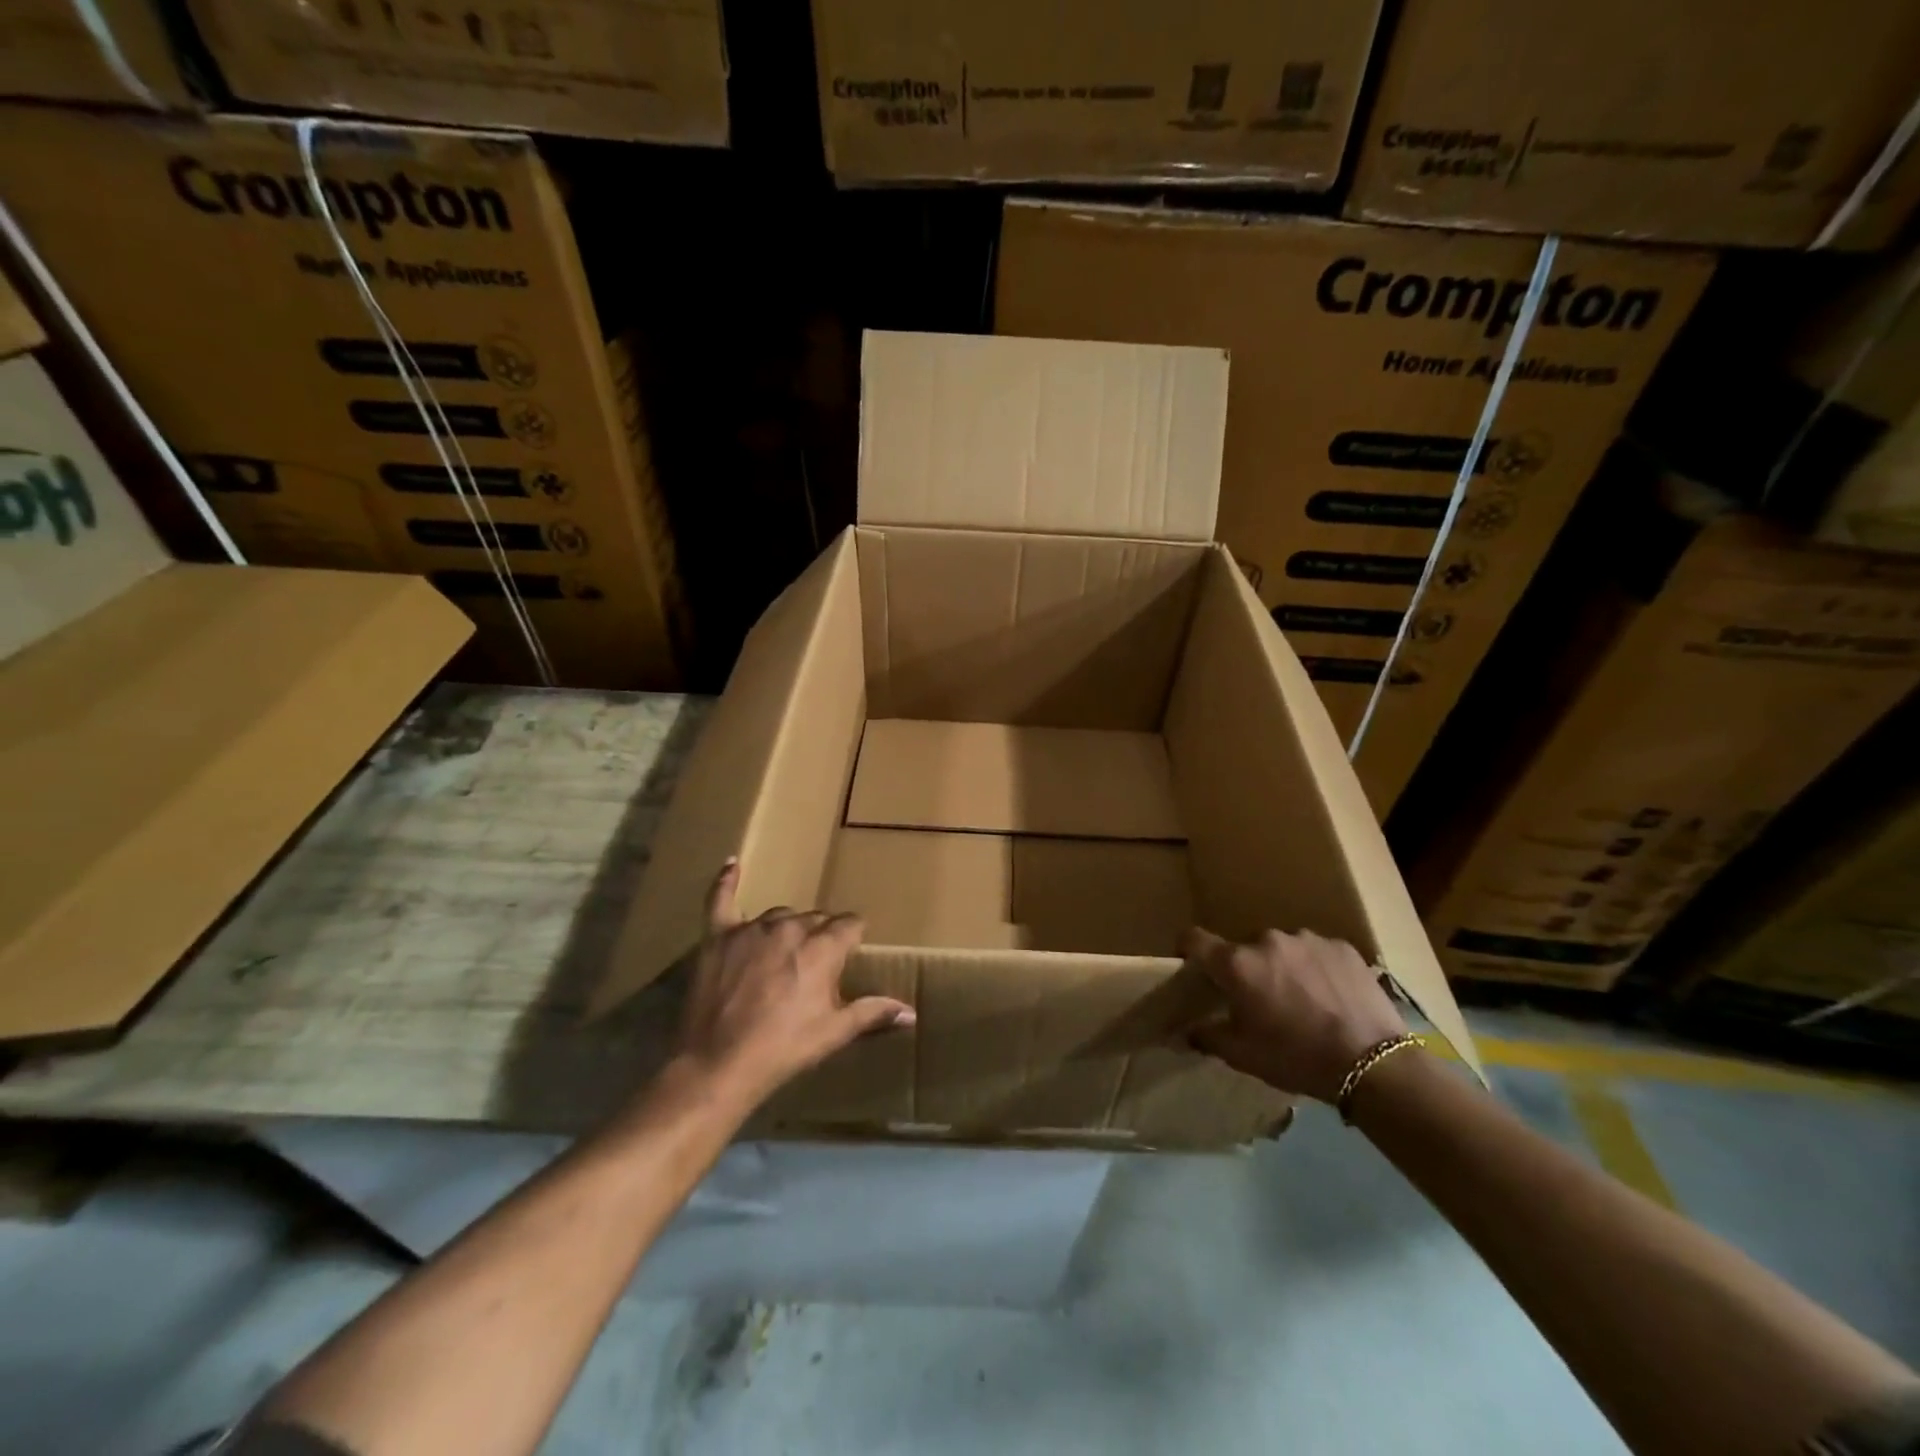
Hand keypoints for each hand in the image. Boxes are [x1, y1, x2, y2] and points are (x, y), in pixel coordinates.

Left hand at [671, 859, 915, 1107]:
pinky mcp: (719, 935)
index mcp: (823, 948)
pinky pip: (721, 899)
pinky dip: (727, 882)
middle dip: (820, 937)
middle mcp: (791, 927)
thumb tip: (912, 1012)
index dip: (852, 938)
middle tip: (814, 968)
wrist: (718, 1064)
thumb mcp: (834, 1032)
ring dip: (787, 928)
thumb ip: (873, 1012)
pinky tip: (733, 864)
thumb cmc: (784, 1048)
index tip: (851, 952)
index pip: (849, 925)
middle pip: (815, 919)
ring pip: (780, 915)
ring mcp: (752, 928)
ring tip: (784, 954)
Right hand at [1184, 927, 1408, 1103]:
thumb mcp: (1243, 1056)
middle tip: (1261, 1000)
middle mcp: (1267, 940)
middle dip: (1247, 969)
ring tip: (1303, 1000)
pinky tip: (1332, 997)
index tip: (1192, 965)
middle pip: (1244, 948)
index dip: (1188, 949)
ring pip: (1283, 948)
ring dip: (1283, 966)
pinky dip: (1316, 968)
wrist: (1373, 1065)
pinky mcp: (1342, 946)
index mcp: (1237, 963)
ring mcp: (1307, 939)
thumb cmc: (1296, 1058)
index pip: (1194, 939)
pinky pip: (1317, 952)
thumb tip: (1187, 1030)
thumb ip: (1208, 1036)